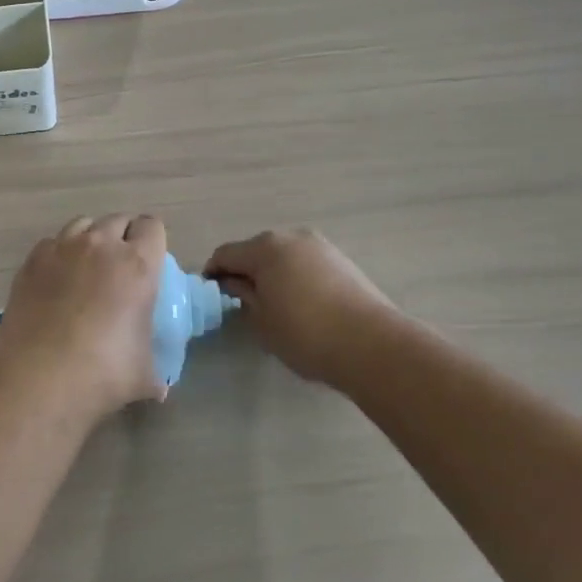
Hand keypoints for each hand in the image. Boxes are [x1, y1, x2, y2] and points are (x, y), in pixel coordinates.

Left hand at [0, 214, 168, 417]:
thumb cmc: (103, 375)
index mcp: (137, 265)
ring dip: (91, 239)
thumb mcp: (144, 375)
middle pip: (117, 220)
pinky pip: (52, 243)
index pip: (152, 227)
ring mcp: (61, 249)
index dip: (152, 240)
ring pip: (82, 224)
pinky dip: (59, 254)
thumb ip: (156, 371)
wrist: (39, 380)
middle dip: (123, 236)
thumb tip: (160, 389)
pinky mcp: (31, 261)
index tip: (150, 260)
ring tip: (87, 268)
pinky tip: (57, 281)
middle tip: (120, 268)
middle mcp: (100, 246)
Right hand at [204, 228, 402, 384]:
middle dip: (244, 270)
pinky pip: (305, 263)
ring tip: (272, 303)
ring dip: (272, 273)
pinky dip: (295, 276)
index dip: (213, 273)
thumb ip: (243, 296)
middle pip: (255, 250)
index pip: (226, 254)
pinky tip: (300, 303)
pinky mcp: (341, 260)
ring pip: (283, 255)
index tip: (209, 294)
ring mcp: (320, 246)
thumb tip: (234, 284)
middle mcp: (291, 237)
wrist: (373, 345)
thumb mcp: (263, 321)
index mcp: (265, 248)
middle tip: (240, 300)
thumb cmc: (305, 334)